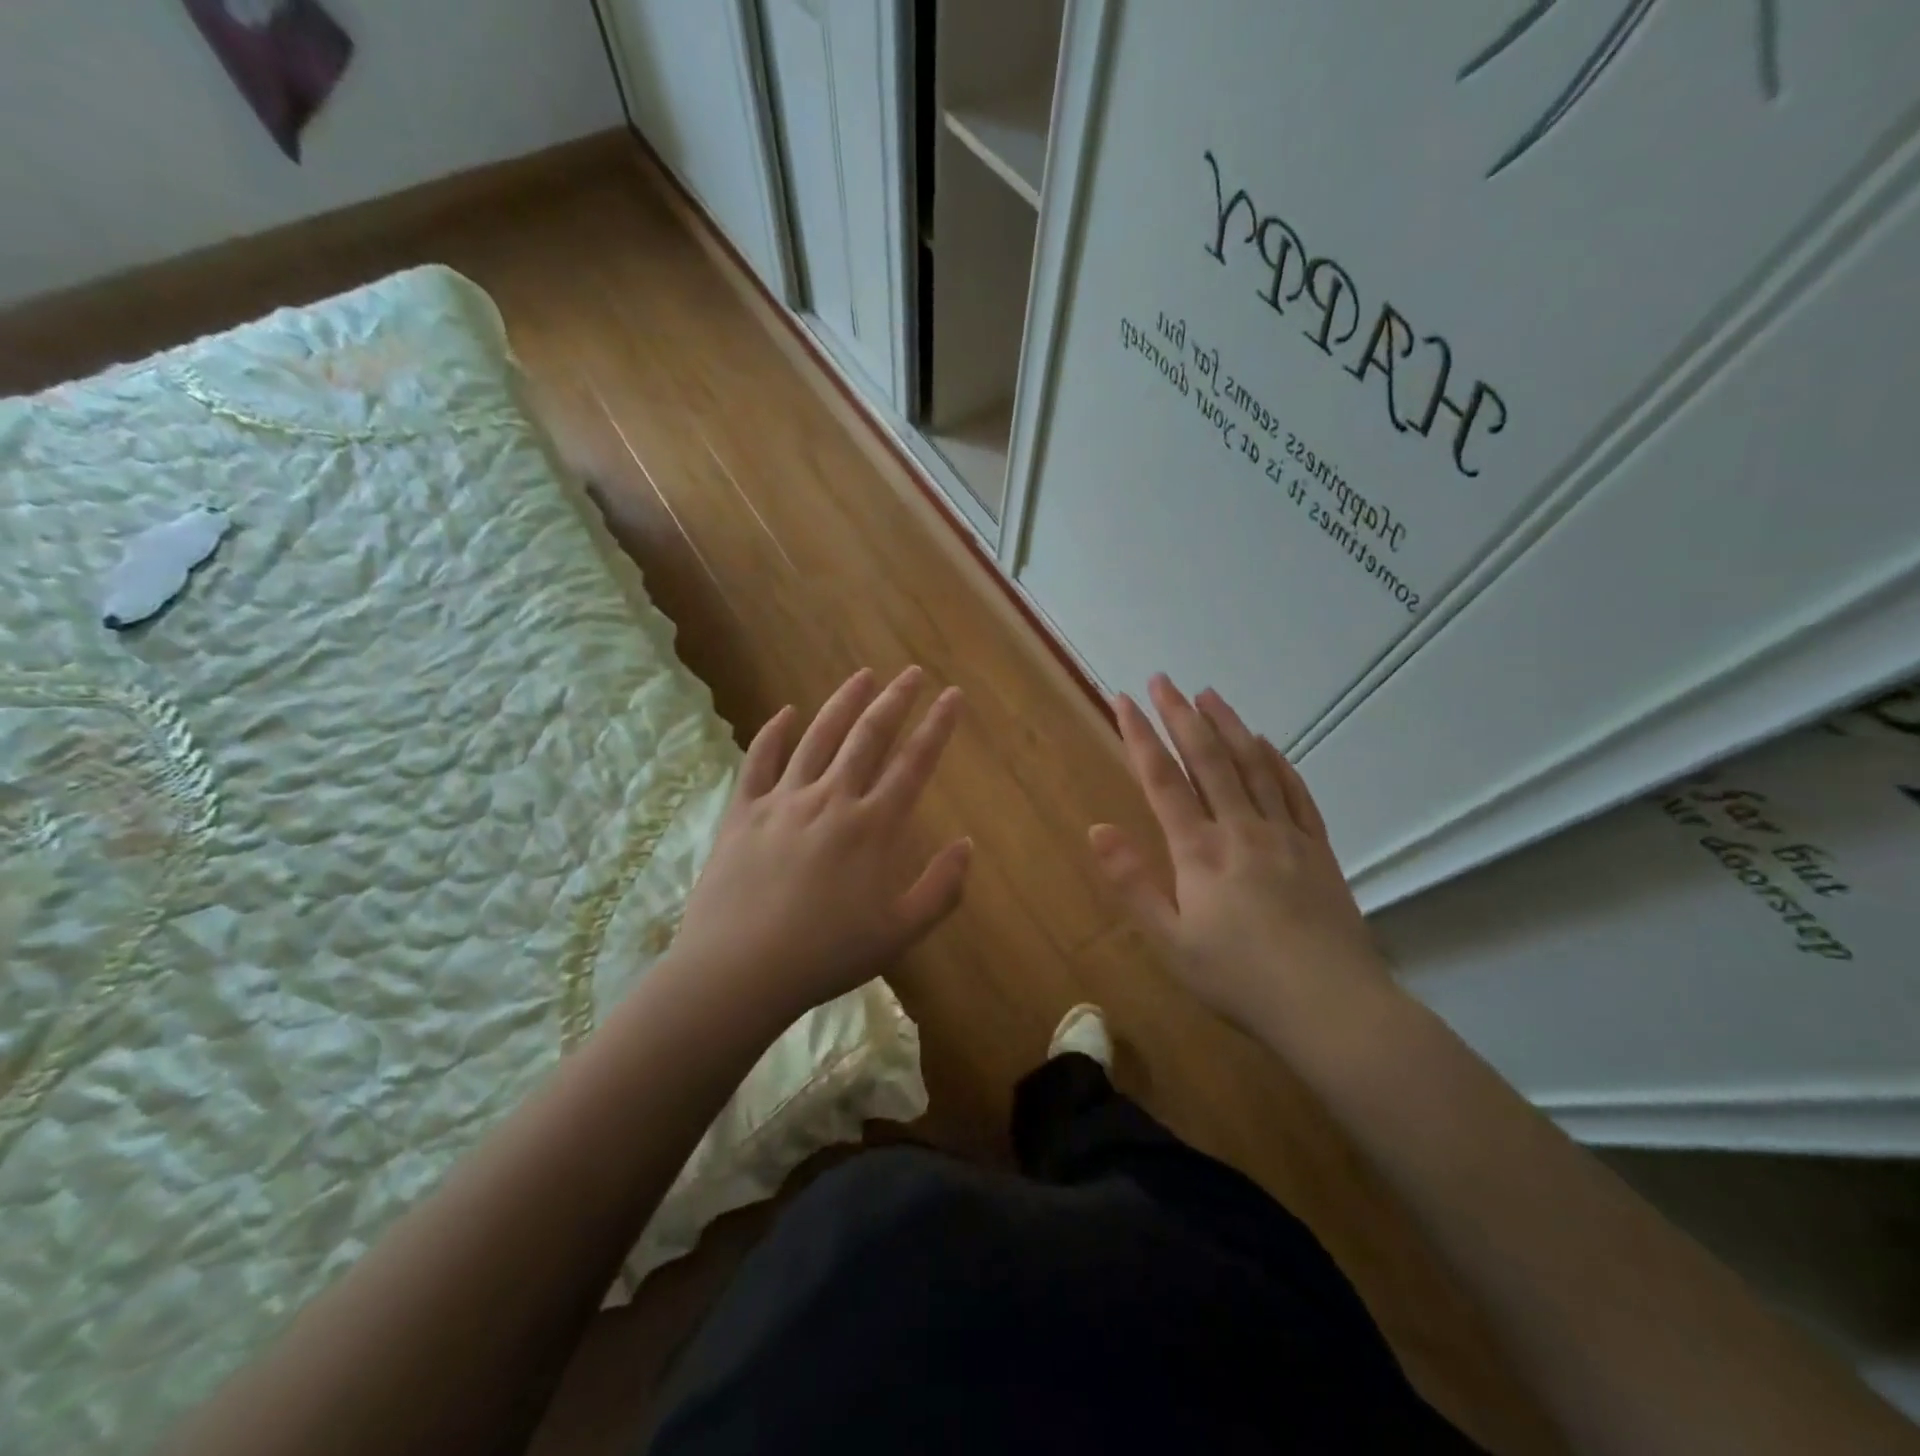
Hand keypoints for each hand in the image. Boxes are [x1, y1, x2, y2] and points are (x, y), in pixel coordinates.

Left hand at [670, 666, 970, 1025]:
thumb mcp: (899, 933)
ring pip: (819, 737)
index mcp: (873, 826)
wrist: (739, 971)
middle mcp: (832, 799)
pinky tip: (785, 713)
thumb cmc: (826, 956)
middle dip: (895, 700)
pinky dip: (773, 733)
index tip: (952, 695)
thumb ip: (941, 888)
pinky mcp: (743, 812)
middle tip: (913, 673)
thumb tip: (966, 845)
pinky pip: (760, 761)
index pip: (914, 762)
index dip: (938, 726)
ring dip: (843, 702)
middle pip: (868, 736)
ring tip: (863, 676)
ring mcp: (784, 800)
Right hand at [1089, 674, 1388, 1034]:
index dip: (1139, 736)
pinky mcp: (1317, 848)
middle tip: (1162, 679)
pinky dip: (1276, 761)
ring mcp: (1284, 834)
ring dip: (1227, 725)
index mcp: (1200, 851)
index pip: (1162, 780)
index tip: (1122, 699)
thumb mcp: (1171, 942)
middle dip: (1180, 715)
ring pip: (1252, 764)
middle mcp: (1241, 829)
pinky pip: (1294, 791)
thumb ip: (1133, 883)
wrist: (1332, 1006)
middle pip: (1207, 758)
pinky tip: (1265, 743)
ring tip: (1208, 694)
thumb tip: (1097, 829)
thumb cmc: (1239, 979)